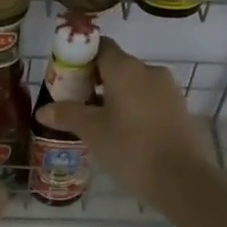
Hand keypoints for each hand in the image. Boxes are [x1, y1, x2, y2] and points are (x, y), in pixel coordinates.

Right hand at [33, 38, 213, 201]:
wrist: (184, 180)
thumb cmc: (132, 149)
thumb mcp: (93, 132)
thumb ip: (67, 115)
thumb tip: (42, 110)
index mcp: (125, 68)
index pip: (100, 46)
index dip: (81, 56)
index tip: (67, 76)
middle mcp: (149, 70)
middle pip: (116, 65)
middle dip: (95, 79)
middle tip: (77, 102)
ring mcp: (168, 89)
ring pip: (134, 83)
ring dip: (115, 95)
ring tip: (98, 121)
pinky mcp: (180, 109)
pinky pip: (150, 99)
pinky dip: (134, 107)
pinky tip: (124, 132)